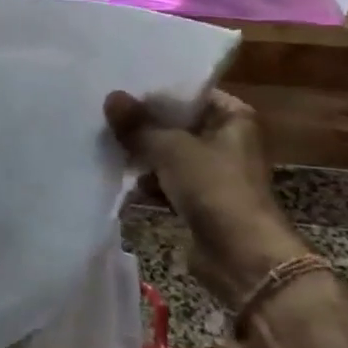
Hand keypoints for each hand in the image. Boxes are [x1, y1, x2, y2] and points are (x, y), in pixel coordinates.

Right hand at [104, 83, 310, 307]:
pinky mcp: (201, 201)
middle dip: (144, 124)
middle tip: (105, 115)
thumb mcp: (171, 149)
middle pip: (177, 124)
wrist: (242, 257)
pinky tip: (120, 177)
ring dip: (142, 154)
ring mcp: (214, 172)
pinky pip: (168, 181)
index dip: (155, 92)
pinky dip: (148, 181)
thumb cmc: (215, 189)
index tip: (120, 89)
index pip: (189, 93)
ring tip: (105, 143)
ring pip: (170, 153)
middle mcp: (227, 140)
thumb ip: (138, 124)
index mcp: (233, 117)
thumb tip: (111, 97)